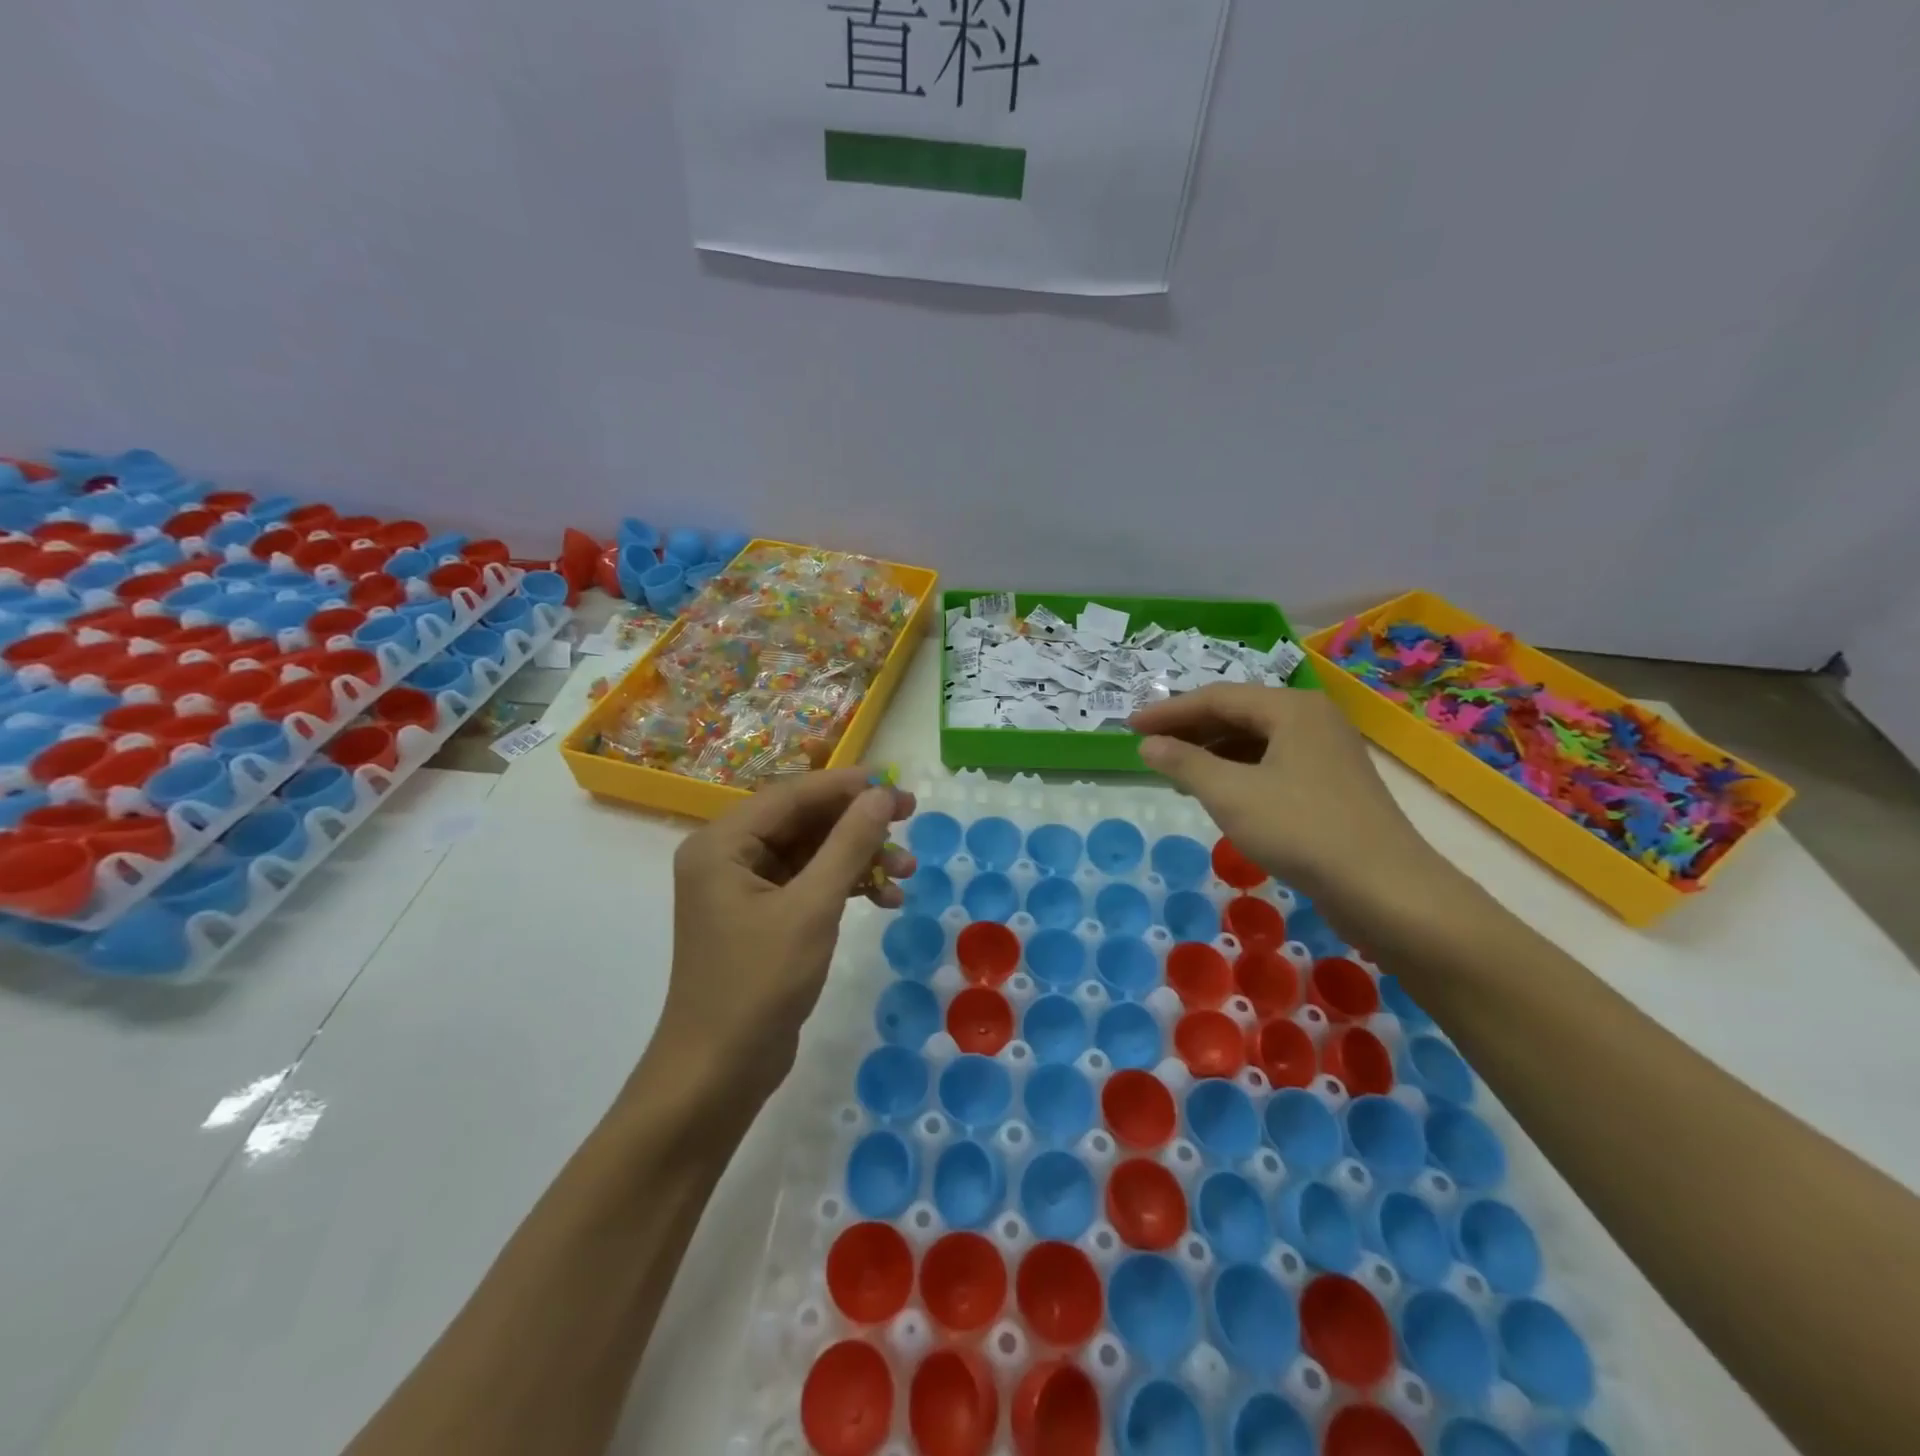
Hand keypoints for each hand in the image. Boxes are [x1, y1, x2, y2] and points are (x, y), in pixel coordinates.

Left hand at [664, 768, 916, 1087]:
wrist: (718, 1074)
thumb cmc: (758, 985)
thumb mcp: (812, 909)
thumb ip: (848, 845)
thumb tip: (881, 795)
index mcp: (722, 843)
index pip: (792, 795)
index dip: (847, 787)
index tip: (897, 786)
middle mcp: (728, 856)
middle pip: (803, 821)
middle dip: (858, 825)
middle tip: (910, 821)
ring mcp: (744, 889)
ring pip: (812, 853)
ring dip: (859, 858)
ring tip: (907, 871)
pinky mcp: (762, 918)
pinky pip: (809, 884)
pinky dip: (846, 887)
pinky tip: (886, 901)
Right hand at [1129, 684, 1446, 922]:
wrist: (1386, 889)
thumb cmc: (1301, 829)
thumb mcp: (1230, 794)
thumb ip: (1184, 763)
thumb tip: (1148, 744)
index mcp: (1292, 708)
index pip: (1217, 698)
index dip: (1169, 711)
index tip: (1130, 726)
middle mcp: (1312, 720)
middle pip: (1239, 714)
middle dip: (1190, 730)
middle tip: (1149, 747)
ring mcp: (1326, 753)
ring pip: (1256, 741)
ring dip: (1213, 753)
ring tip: (1176, 772)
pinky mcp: (1332, 786)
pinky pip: (1273, 765)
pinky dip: (1238, 772)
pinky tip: (1218, 793)